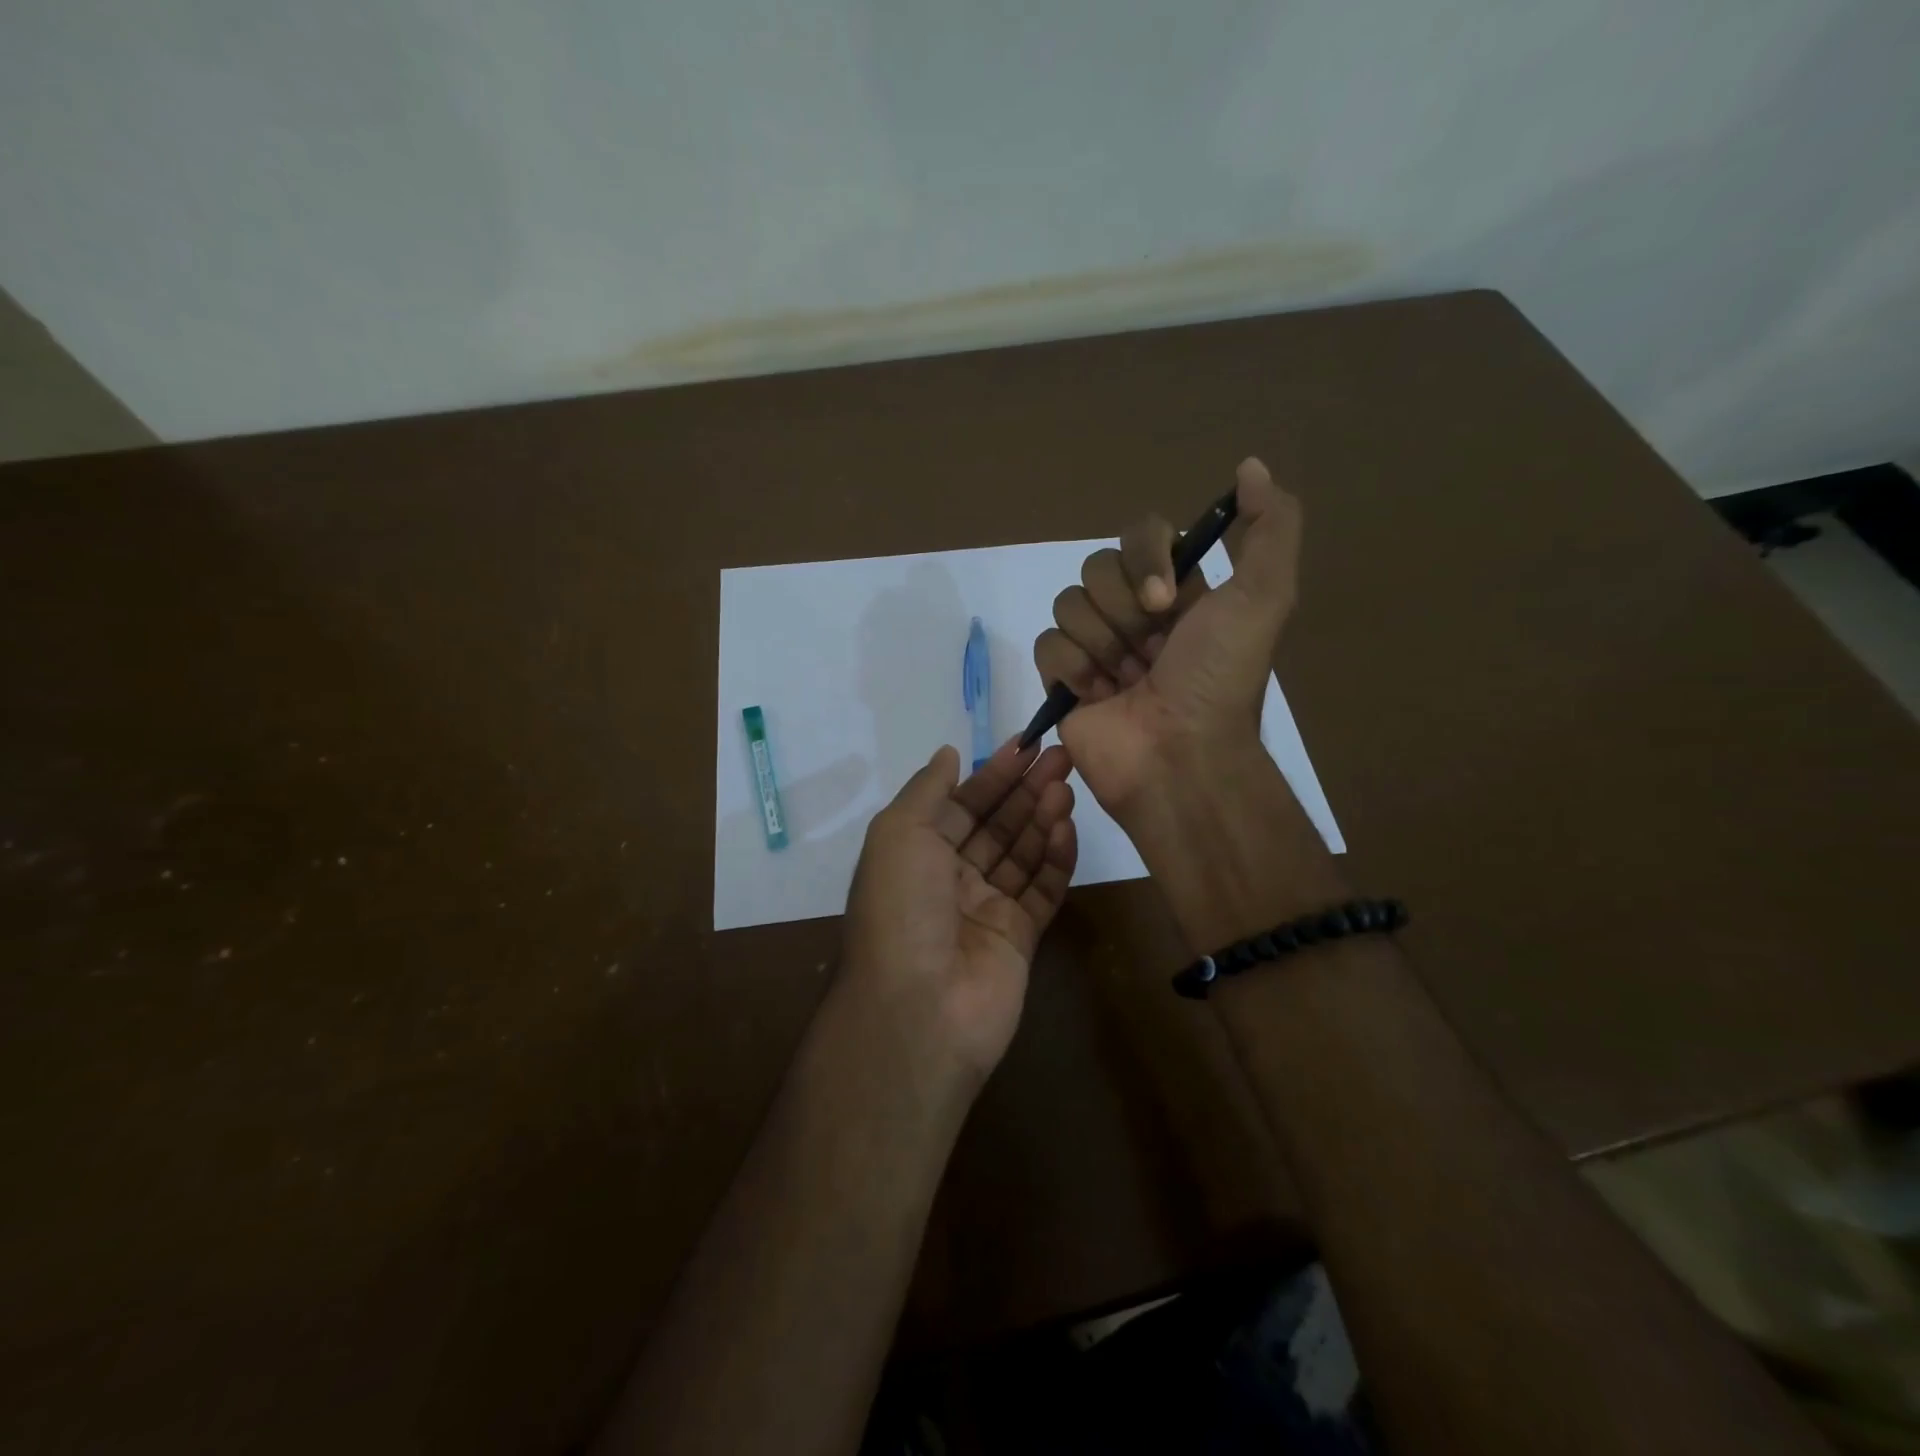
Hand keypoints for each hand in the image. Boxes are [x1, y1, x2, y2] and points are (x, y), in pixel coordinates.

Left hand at [840, 738, 1077, 1085]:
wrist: (918, 1008)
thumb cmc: (901, 907)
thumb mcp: (898, 833)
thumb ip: (928, 790)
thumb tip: (949, 754)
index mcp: (917, 853)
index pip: (962, 804)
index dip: (993, 774)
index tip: (1028, 744)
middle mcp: (951, 878)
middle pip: (997, 825)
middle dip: (1026, 790)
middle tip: (1062, 757)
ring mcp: (986, 909)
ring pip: (1022, 854)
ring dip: (1043, 818)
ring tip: (1067, 786)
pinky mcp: (1019, 939)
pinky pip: (1042, 891)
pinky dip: (1056, 859)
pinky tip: (1069, 828)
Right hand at [1033, 457, 1302, 815]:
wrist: (1179, 757)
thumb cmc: (1218, 679)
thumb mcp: (1265, 598)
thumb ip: (1270, 527)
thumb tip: (1252, 465)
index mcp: (1179, 592)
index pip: (1141, 534)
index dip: (1145, 560)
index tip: (1166, 601)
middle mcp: (1135, 613)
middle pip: (1097, 567)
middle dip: (1124, 611)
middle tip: (1152, 651)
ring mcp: (1096, 646)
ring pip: (1068, 602)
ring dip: (1102, 644)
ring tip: (1127, 681)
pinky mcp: (1063, 679)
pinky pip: (1046, 643)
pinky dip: (1072, 668)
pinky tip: (1098, 696)